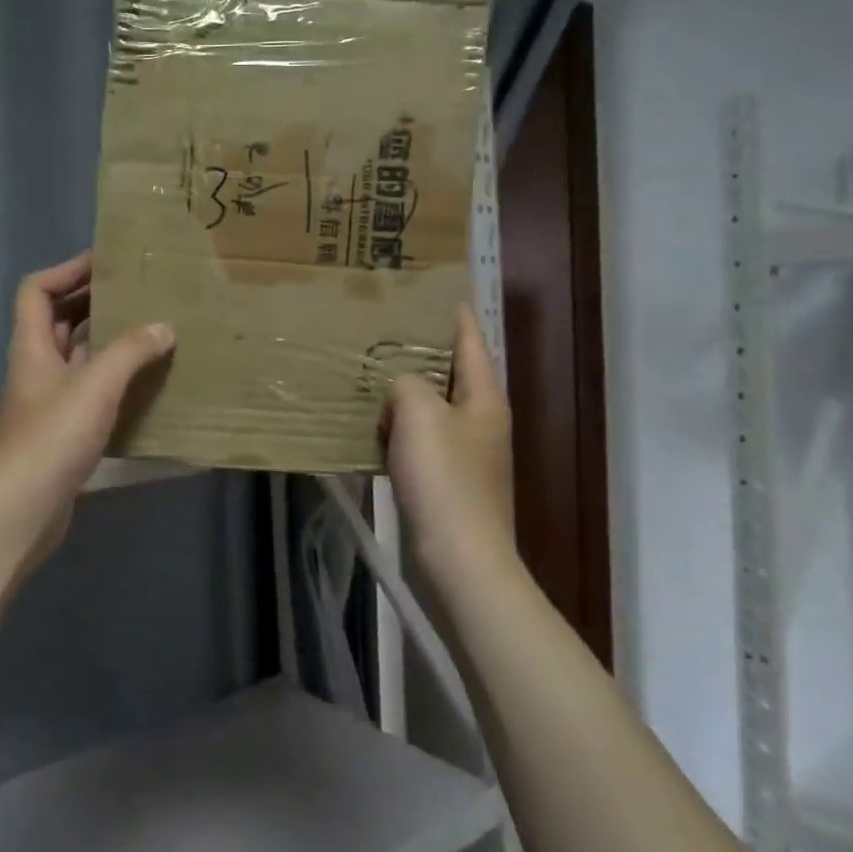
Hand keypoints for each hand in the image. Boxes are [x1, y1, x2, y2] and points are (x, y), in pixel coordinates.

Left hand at [0, 251, 174, 576]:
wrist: (21, 509)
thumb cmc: (52, 439)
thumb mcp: (95, 386)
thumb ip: (129, 352)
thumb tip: (163, 327)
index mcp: (32, 347)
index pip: (37, 291)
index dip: (67, 271)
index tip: (106, 263)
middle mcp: (35, 368)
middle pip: (58, 321)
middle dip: (92, 302)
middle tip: (136, 293)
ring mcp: (46, 402)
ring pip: (75, 357)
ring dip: (105, 342)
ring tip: (148, 331)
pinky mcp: (60, 431)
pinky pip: (87, 391)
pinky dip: (111, 380)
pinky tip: (142, 384)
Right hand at [384, 305, 516, 593]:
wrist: (459, 558)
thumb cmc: (444, 480)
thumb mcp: (420, 415)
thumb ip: (408, 384)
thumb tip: (402, 388)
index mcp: (484, 398)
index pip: (470, 342)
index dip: (454, 316)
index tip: (434, 293)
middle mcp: (480, 421)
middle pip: (451, 374)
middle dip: (421, 353)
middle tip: (382, 333)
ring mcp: (466, 454)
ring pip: (431, 410)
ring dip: (404, 395)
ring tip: (369, 378)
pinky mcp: (447, 482)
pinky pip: (420, 442)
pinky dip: (399, 431)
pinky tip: (371, 430)